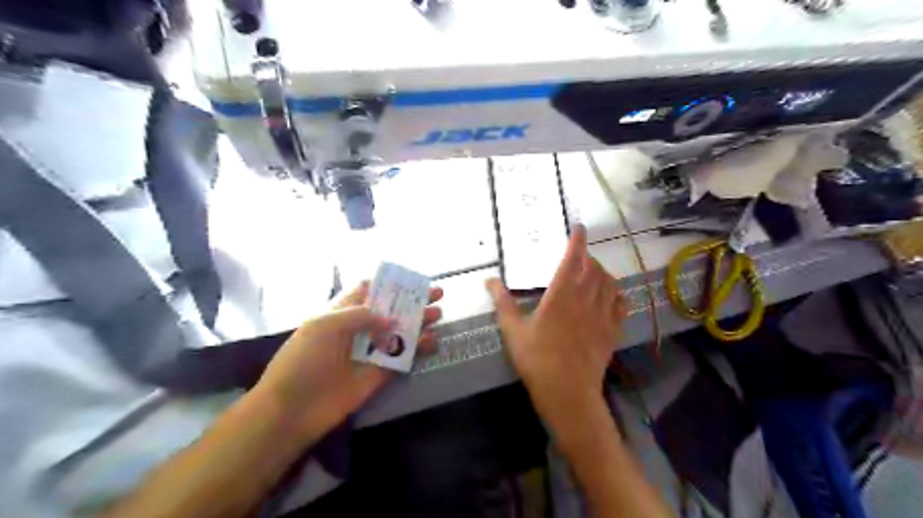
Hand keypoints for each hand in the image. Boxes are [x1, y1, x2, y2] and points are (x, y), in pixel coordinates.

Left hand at [250, 282, 441, 437]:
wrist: (292, 410)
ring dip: (420, 322)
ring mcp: (371, 352)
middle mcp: (359, 329)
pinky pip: (403, 357)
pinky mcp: (380, 374)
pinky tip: (433, 341)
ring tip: (439, 314)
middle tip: (437, 294)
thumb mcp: (324, 327)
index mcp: (342, 313)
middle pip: (390, 310)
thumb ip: (359, 315)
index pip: (368, 291)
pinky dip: (419, 349)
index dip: (389, 284)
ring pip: (401, 332)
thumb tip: (391, 318)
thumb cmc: (302, 360)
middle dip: (412, 301)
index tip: (411, 280)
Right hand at [486, 226, 622, 430]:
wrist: (567, 392)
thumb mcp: (513, 330)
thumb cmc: (536, 359)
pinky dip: (616, 294)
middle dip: (587, 257)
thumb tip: (489, 280)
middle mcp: (585, 298)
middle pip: (593, 268)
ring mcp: (602, 314)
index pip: (573, 258)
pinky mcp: (612, 330)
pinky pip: (620, 304)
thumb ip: (503, 302)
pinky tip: (610, 296)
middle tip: (578, 257)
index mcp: (561, 294)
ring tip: (592, 273)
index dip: (577, 240)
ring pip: (609, 283)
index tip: (579, 228)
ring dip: (602, 272)